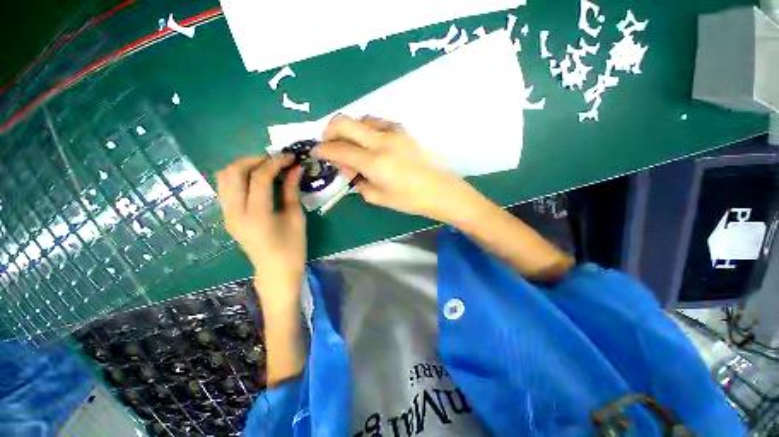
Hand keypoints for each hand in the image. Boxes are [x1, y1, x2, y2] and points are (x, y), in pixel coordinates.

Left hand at [216, 156, 304, 308]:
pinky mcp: (227, 217)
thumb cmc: (292, 247)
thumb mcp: (296, 217)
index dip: (275, 163)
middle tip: (275, 159)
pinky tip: (256, 179)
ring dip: (243, 166)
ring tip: (265, 166)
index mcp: (257, 215)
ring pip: (224, 178)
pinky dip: (239, 177)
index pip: (259, 178)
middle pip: (233, 172)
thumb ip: (292, 190)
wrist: (275, 271)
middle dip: (254, 159)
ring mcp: (227, 215)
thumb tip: (295, 169)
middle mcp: (235, 212)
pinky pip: (226, 188)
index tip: (290, 157)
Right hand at [314, 115, 482, 222]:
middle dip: (329, 131)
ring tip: (352, 146)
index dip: (322, 150)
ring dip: (349, 130)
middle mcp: (381, 141)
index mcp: (374, 162)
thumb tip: (345, 165)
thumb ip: (357, 180)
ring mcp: (393, 131)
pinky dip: (366, 129)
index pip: (338, 149)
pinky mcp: (403, 130)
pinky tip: (370, 142)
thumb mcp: (378, 197)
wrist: (440, 190)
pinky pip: (377, 121)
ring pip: (360, 118)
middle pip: (343, 122)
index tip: (316, 153)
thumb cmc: (409, 200)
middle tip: (329, 146)